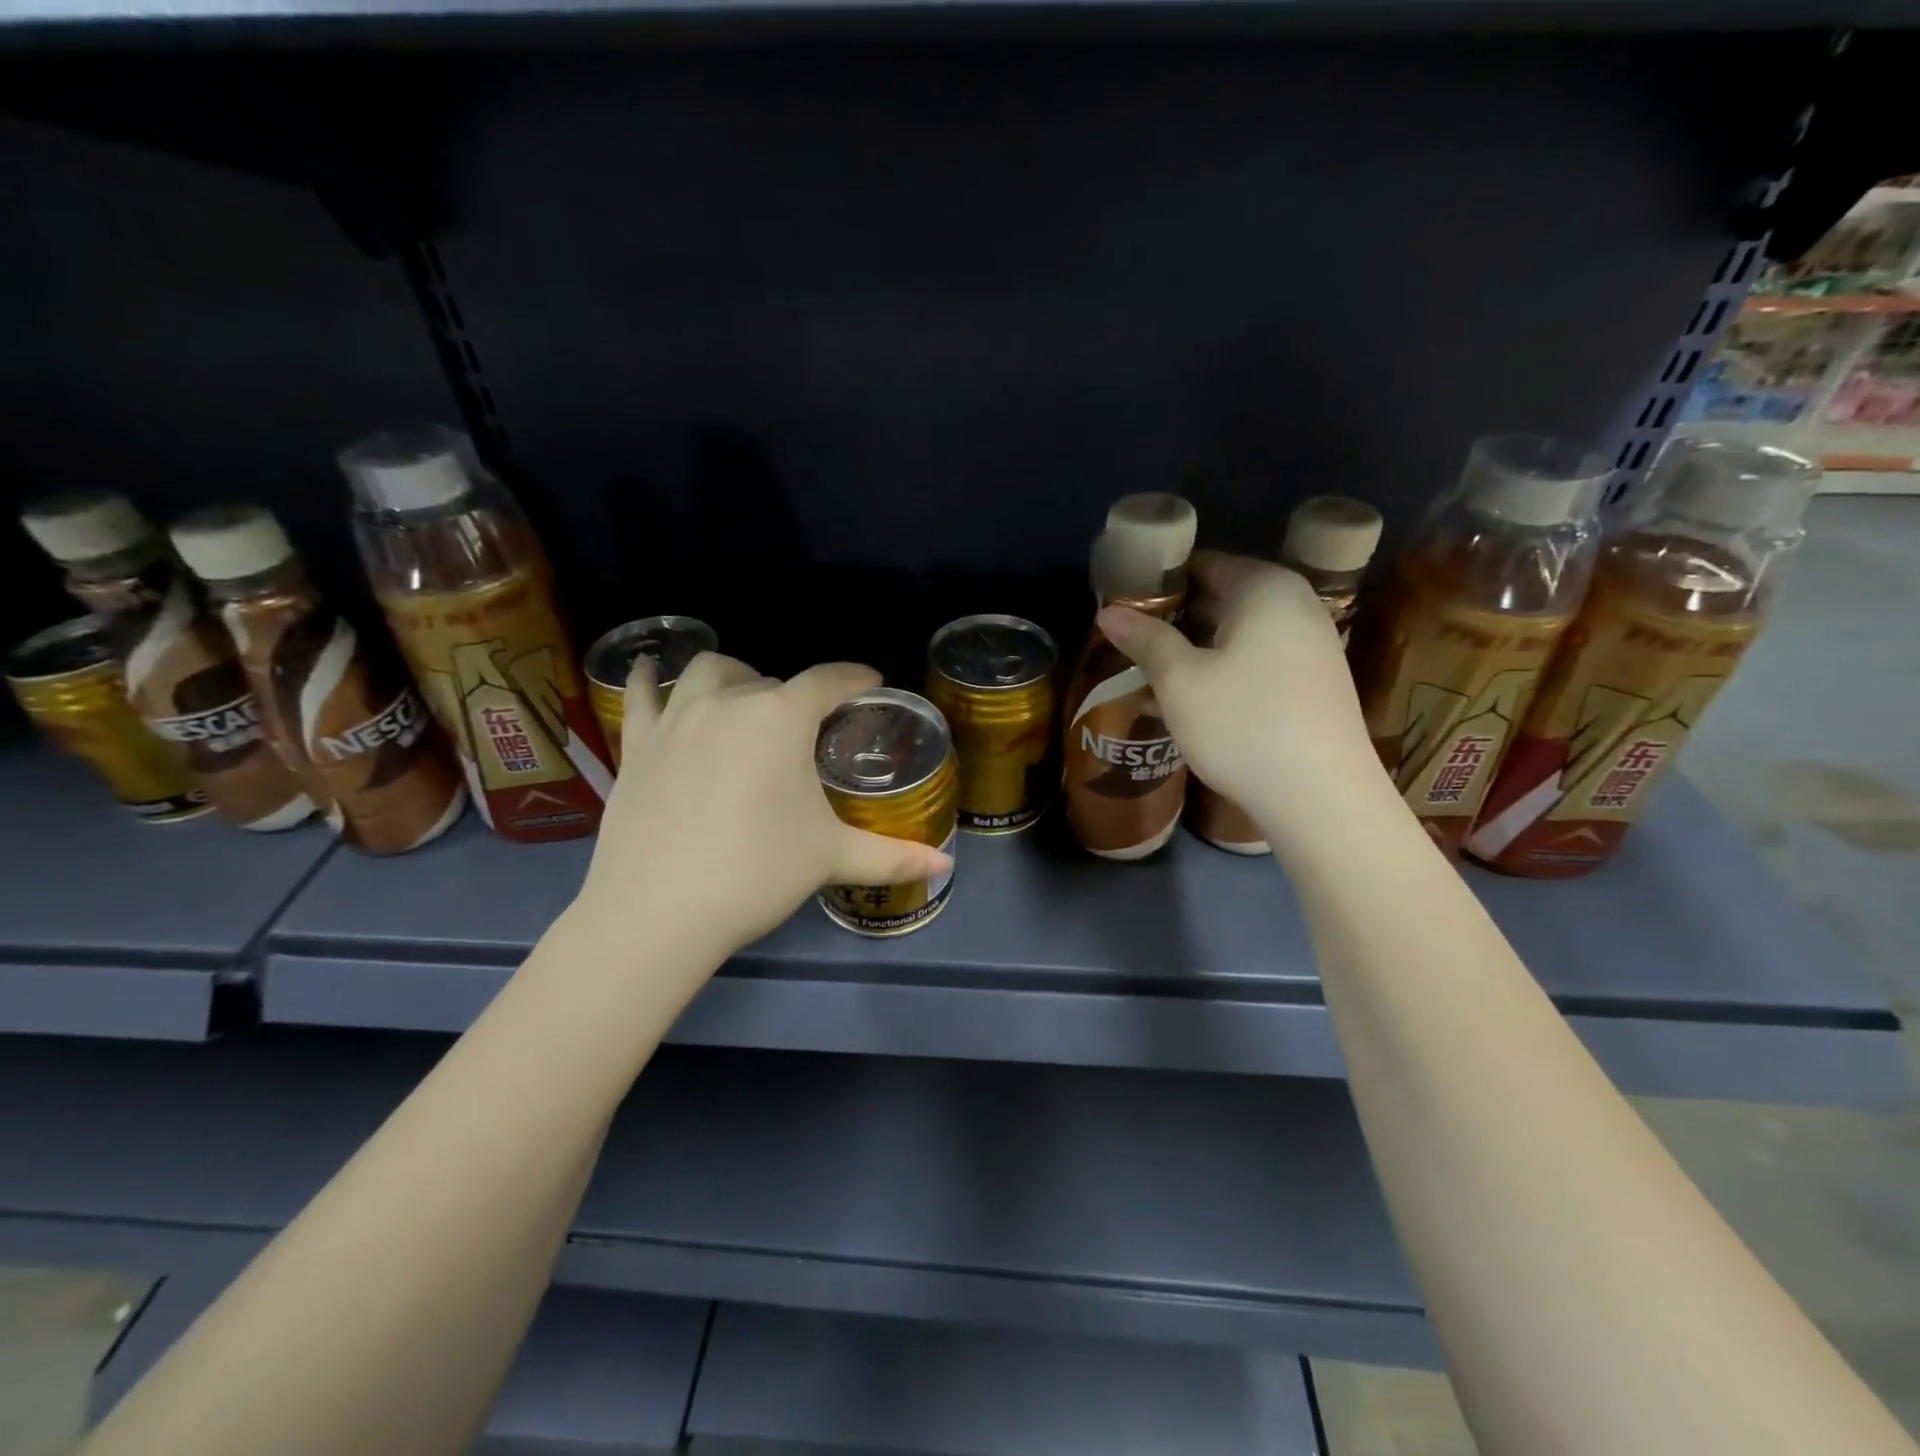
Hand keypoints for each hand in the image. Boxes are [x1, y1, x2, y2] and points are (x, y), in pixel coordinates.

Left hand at [575, 652, 953, 958]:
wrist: (658, 911)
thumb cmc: (757, 873)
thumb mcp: (831, 859)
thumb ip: (892, 857)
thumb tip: (944, 868)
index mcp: (782, 718)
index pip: (828, 680)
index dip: (854, 677)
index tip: (870, 681)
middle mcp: (729, 702)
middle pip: (769, 679)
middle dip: (793, 695)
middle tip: (805, 728)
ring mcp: (676, 719)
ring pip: (706, 672)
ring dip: (731, 676)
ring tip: (742, 697)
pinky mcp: (637, 744)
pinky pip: (641, 695)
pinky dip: (648, 679)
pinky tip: (649, 671)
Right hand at [1097, 550, 1387, 847]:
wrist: (1322, 799)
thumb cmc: (1243, 726)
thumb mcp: (1180, 681)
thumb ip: (1145, 640)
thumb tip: (1108, 612)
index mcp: (1266, 588)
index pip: (1205, 564)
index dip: (1161, 581)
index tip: (1125, 603)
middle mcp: (1298, 605)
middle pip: (1225, 596)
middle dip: (1178, 616)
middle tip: (1133, 639)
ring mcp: (1315, 644)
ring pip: (1242, 631)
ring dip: (1200, 646)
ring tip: (1156, 669)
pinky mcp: (1318, 682)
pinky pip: (1262, 657)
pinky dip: (1228, 666)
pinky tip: (1200, 696)